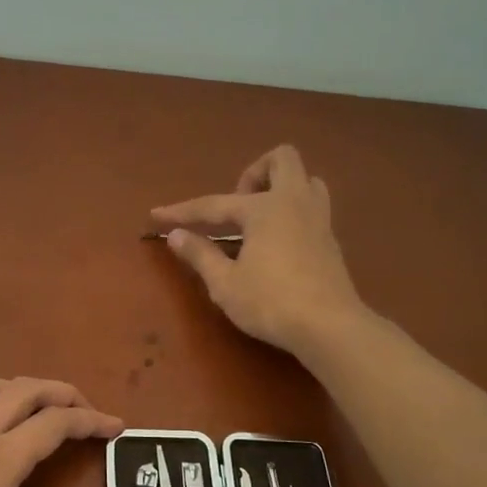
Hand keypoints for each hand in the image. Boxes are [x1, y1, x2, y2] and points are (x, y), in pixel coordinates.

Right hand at [152, 144, 365, 354]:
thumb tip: (176, 235)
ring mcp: (318, 219)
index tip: (156, 215)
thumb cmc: (271, 302)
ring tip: (259, 220)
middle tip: (236, 206)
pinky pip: (313, 207)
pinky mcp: (330, 240)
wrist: (330, 326)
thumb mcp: (225, 283)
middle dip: (253, 173)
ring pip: (306, 180)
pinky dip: (292, 213)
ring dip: (280, 188)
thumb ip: (200, 255)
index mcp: (265, 208)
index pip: (213, 205)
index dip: (181, 212)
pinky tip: (276, 242)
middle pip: (281, 159)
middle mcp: (294, 202)